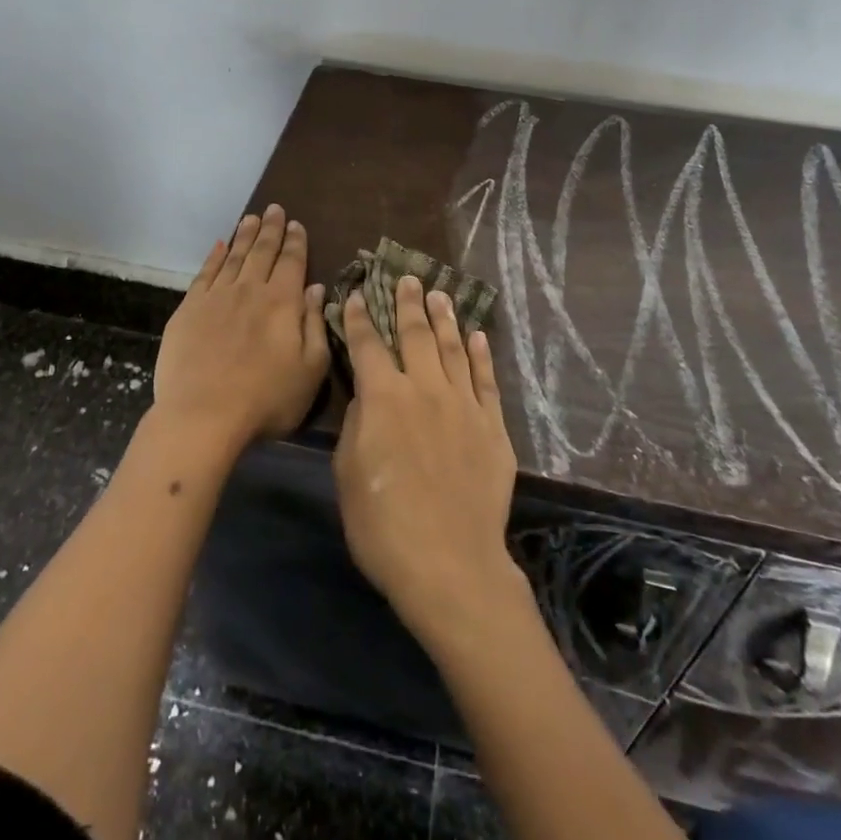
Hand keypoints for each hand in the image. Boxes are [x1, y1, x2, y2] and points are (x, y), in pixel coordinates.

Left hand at [153, 205, 329, 453]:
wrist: (203, 416)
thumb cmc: (266, 399)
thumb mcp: (310, 369)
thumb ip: (315, 325)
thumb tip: (316, 290)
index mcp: (282, 302)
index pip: (292, 262)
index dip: (296, 242)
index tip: (297, 224)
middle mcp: (250, 290)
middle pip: (262, 252)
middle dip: (271, 229)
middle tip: (274, 209)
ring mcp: (216, 297)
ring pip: (233, 256)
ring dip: (244, 236)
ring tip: (251, 218)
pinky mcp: (189, 309)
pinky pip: (205, 273)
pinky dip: (214, 256)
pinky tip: (219, 246)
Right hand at [333, 277, 523, 648]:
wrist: (449, 561)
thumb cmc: (383, 523)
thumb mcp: (348, 473)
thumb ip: (358, 424)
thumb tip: (367, 395)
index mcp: (383, 397)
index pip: (367, 345)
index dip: (360, 317)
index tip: (358, 293)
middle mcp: (425, 388)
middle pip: (416, 334)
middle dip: (408, 303)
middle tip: (408, 278)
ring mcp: (463, 404)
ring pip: (454, 348)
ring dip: (445, 318)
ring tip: (440, 294)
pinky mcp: (492, 426)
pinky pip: (486, 380)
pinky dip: (481, 354)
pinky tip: (478, 336)